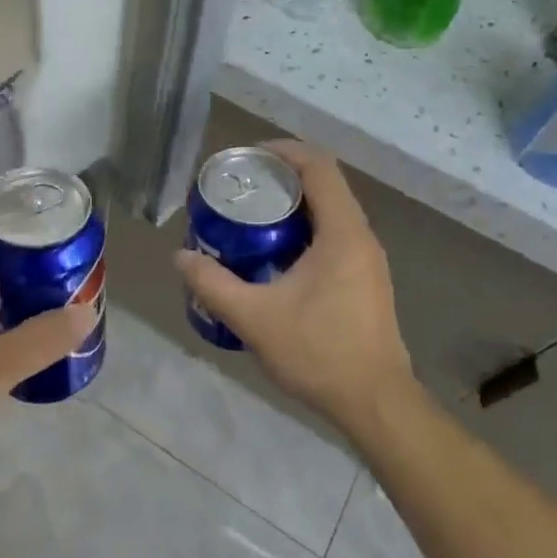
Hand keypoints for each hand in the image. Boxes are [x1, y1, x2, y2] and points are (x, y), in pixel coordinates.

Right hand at [175, 141, 415, 437]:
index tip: (249, 156)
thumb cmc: (320, 353)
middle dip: (282, 176)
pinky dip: (305, 227)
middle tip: (241, 186)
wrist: (376, 406)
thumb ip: (213, 284)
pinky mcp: (366, 279)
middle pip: (325, 184)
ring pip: (331, 210)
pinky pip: (335, 234)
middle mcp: (361, 237)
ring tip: (251, 215)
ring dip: (294, 203)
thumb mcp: (255, 318)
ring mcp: (368, 260)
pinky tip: (275, 253)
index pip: (319, 167)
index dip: (284, 151)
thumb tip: (180, 257)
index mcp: (342, 233)